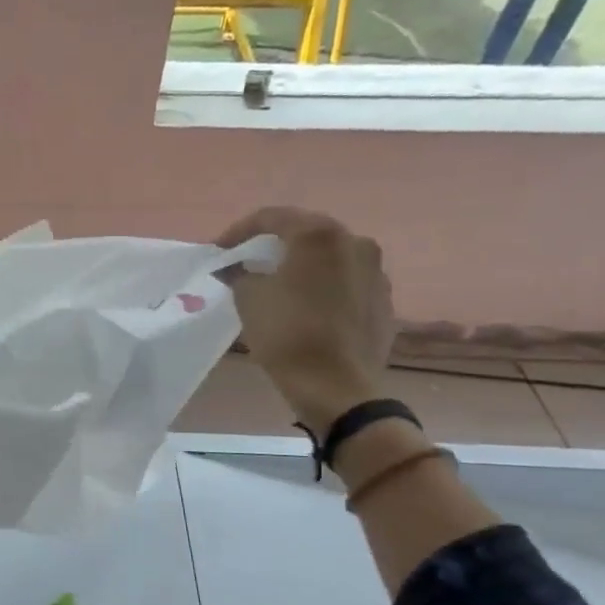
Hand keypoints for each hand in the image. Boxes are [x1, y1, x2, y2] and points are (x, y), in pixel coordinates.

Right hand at [216, 207, 394, 434]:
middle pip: (306, 232)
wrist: (337, 386)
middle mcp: (354, 242)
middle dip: (274, 244)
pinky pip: (346, 281)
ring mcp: (376, 271)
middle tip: (248, 260)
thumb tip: (236, 268)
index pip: (272, 217)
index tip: (219, 250)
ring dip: (302, 264)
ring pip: (330, 257)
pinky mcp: (384, 299)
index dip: (239, 231)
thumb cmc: (287, 334)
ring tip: (278, 282)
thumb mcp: (248, 299)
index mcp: (319, 235)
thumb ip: (240, 273)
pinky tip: (306, 305)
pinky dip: (323, 285)